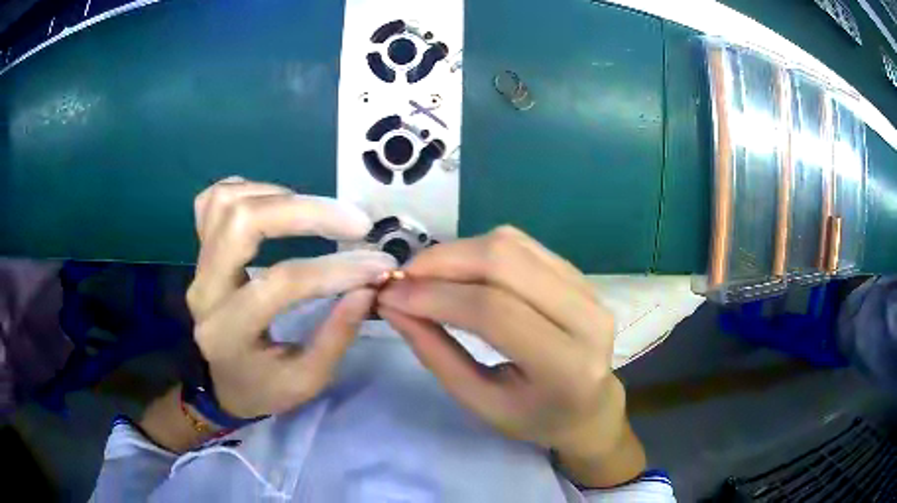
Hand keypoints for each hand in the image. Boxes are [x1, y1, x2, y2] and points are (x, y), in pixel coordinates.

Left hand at [185, 177, 396, 418]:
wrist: (220, 383)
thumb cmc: (263, 387)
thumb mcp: (306, 380)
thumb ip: (337, 334)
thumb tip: (367, 285)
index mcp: (229, 332)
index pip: (280, 283)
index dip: (334, 269)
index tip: (378, 264)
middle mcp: (205, 290)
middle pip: (243, 222)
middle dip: (306, 211)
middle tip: (356, 221)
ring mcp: (197, 265)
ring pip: (227, 202)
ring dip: (280, 196)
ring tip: (320, 211)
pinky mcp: (199, 251)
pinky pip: (213, 200)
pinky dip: (248, 190)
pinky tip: (277, 202)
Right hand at [377, 226, 644, 485]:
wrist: (590, 406)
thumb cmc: (534, 417)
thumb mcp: (481, 403)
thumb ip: (436, 354)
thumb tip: (394, 306)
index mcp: (566, 365)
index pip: (494, 312)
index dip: (436, 296)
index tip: (391, 296)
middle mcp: (586, 316)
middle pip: (504, 262)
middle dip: (442, 262)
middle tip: (403, 278)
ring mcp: (587, 288)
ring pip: (511, 244)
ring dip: (457, 251)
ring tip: (425, 275)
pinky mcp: (579, 273)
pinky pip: (522, 244)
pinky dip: (479, 249)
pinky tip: (458, 270)